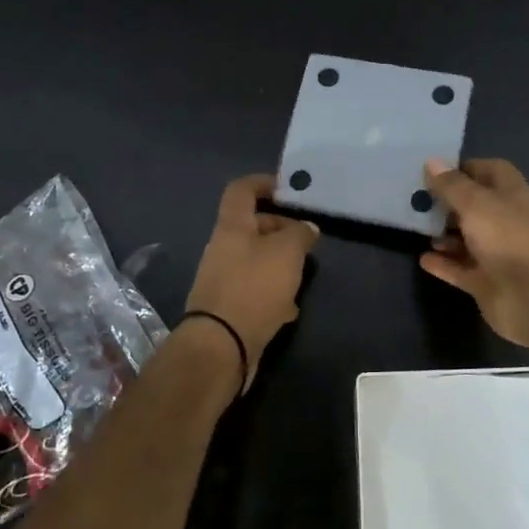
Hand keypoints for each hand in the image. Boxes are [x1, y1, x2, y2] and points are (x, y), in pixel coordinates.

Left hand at [183, 173, 318, 390]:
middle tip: (306, 239)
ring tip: (303, 273)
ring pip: (256, 260)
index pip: (241, 190)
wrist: (221, 346)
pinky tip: (289, 308)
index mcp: (232, 227)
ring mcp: (224, 279)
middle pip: (252, 227)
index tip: (287, 188)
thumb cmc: (254, 288)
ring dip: (280, 263)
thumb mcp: (286, 253)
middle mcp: (223, 249)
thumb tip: (306, 228)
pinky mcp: (229, 308)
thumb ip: (299, 234)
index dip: (263, 182)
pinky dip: (273, 294)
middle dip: (280, 229)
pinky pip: (255, 290)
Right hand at [419, 158, 528, 348]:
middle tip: (416, 200)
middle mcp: (506, 222)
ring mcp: (497, 254)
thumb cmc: (509, 238)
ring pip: (467, 240)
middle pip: (475, 206)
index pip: (490, 171)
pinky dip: (444, 264)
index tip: (434, 171)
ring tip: (417, 229)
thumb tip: (432, 161)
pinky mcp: (487, 283)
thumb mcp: (476, 204)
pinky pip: (461, 269)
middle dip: (448, 203)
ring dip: (445, 235)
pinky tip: (423, 258)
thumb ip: (452, 186)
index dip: (464, 169)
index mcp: (512, 195)